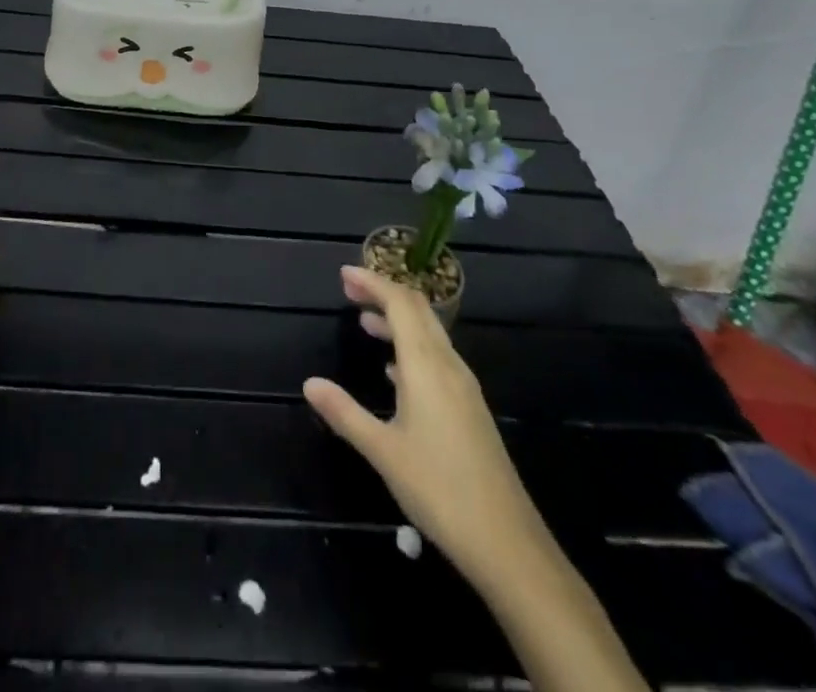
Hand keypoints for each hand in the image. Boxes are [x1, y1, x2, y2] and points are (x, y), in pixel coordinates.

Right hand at [303, 266, 529, 582]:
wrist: (506, 542)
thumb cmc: (438, 489)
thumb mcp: (382, 451)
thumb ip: (345, 413)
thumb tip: (309, 383)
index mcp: (426, 365)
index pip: (399, 303)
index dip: (372, 282)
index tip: (344, 274)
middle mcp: (447, 365)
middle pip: (417, 310)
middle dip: (384, 293)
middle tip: (349, 289)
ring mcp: (463, 386)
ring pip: (429, 334)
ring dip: (397, 320)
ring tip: (365, 322)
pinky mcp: (469, 408)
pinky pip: (437, 358)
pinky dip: (412, 347)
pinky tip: (394, 370)